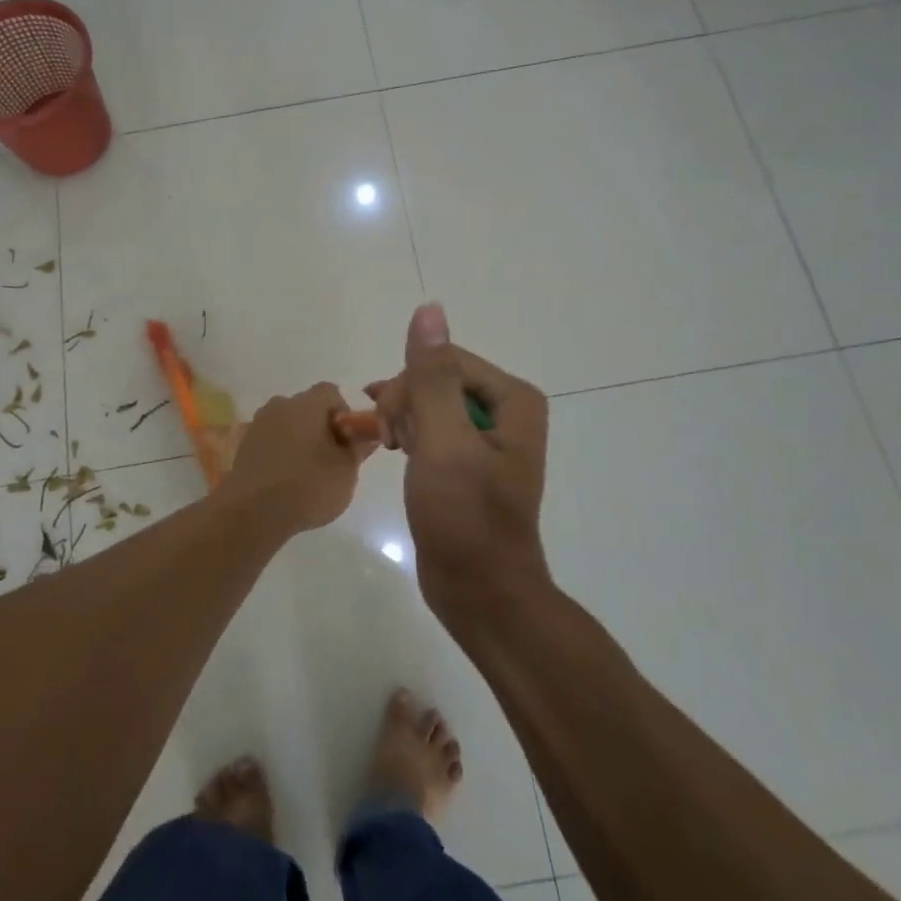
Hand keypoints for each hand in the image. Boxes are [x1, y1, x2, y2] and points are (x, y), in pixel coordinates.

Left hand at [221, 383, 373, 535]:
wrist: (253, 513)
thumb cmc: (308, 486)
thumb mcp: (346, 471)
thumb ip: (358, 449)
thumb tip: (366, 435)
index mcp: (306, 404)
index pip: (330, 393)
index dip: (344, 413)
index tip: (347, 441)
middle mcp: (279, 406)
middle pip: (307, 408)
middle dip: (321, 428)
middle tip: (331, 460)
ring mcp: (258, 425)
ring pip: (287, 425)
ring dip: (299, 441)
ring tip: (307, 474)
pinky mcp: (244, 446)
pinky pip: (271, 441)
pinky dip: (281, 453)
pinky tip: (285, 481)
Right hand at [365, 305, 550, 622]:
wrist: (480, 592)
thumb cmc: (464, 516)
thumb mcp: (444, 441)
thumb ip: (432, 375)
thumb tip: (429, 308)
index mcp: (513, 399)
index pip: (445, 361)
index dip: (410, 387)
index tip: (388, 425)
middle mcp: (506, 412)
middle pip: (438, 380)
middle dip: (406, 404)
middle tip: (387, 441)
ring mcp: (488, 438)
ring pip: (431, 403)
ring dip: (404, 420)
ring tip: (390, 449)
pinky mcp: (469, 463)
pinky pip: (434, 429)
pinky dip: (411, 436)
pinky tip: (397, 452)